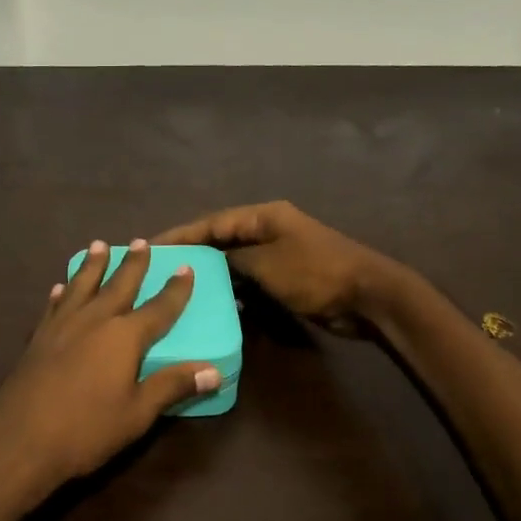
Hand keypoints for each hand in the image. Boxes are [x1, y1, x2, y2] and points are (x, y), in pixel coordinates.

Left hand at [0, 239, 221, 517]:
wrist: (20, 441)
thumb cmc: (86, 430)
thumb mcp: (137, 413)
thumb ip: (172, 386)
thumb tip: (214, 371)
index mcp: (124, 337)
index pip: (158, 308)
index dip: (175, 290)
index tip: (185, 267)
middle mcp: (93, 321)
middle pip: (118, 285)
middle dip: (132, 264)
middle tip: (140, 241)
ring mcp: (61, 327)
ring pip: (81, 286)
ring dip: (93, 265)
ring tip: (99, 245)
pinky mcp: (37, 340)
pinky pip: (53, 306)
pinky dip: (60, 293)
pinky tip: (59, 287)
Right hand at [154, 201, 401, 337]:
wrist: (367, 295)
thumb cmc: (315, 273)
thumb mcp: (267, 264)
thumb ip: (234, 260)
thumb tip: (212, 262)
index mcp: (264, 217)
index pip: (213, 222)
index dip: (182, 234)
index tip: (153, 246)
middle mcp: (269, 228)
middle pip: (222, 238)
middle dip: (194, 253)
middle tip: (161, 268)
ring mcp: (279, 252)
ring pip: (235, 260)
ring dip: (213, 273)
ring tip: (181, 287)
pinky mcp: (287, 275)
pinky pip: (251, 278)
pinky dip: (234, 288)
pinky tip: (219, 303)